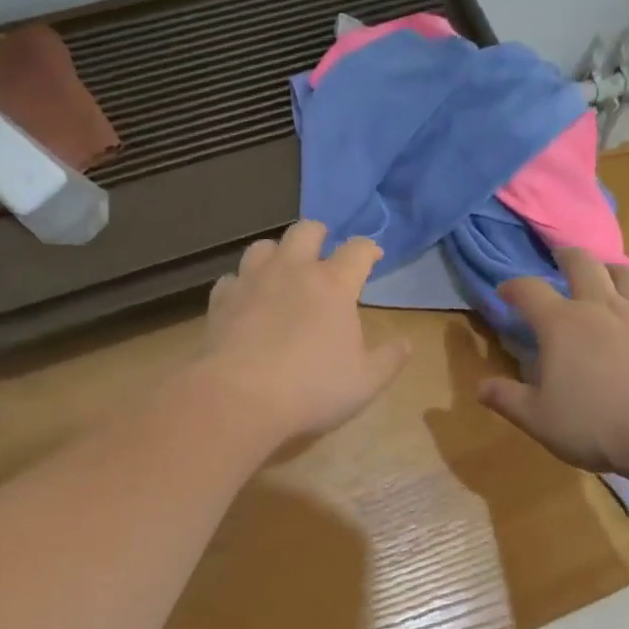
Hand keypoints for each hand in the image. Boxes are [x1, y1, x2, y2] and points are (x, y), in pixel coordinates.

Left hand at [195, 220, 410, 444]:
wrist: (239, 398)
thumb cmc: (312, 388)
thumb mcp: (365, 382)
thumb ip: (389, 359)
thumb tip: (407, 344)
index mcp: (334, 284)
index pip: (358, 249)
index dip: (369, 249)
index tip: (373, 256)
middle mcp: (293, 270)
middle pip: (307, 230)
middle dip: (319, 234)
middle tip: (324, 252)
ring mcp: (253, 280)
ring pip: (264, 245)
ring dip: (277, 253)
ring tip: (282, 271)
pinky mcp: (222, 299)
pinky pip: (232, 277)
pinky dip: (243, 283)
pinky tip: (247, 300)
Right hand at [479, 249, 628, 474]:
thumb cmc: (595, 424)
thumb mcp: (538, 419)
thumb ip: (508, 399)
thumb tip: (480, 387)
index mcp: (561, 324)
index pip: (529, 291)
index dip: (514, 288)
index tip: (505, 292)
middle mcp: (601, 308)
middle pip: (583, 266)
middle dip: (568, 256)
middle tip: (562, 255)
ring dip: (618, 269)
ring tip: (611, 269)